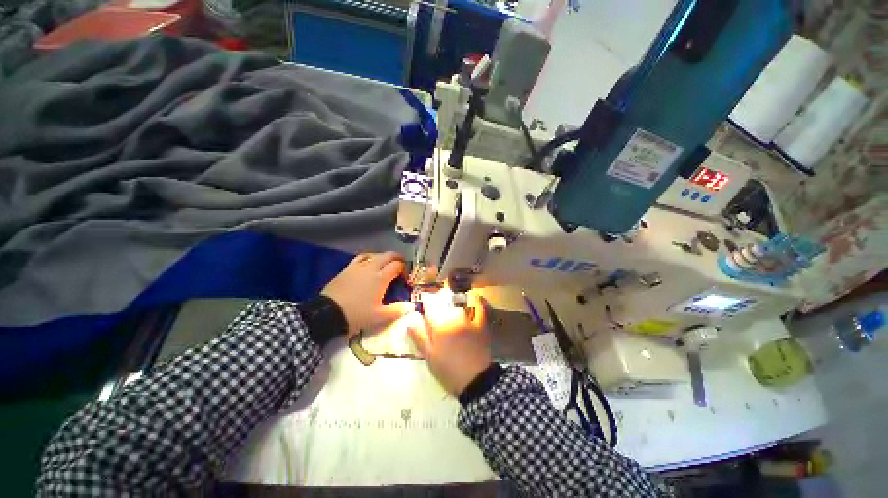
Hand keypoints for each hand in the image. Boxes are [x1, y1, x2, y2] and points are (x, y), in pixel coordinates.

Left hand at [322, 251, 412, 336]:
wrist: (327, 313)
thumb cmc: (356, 315)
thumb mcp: (379, 316)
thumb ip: (396, 310)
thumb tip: (411, 307)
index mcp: (381, 278)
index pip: (397, 266)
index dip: (404, 268)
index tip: (406, 276)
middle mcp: (371, 268)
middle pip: (388, 255)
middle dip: (397, 257)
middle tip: (401, 264)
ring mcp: (358, 266)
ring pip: (375, 254)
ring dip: (383, 257)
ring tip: (386, 263)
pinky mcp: (347, 269)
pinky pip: (361, 258)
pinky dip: (369, 258)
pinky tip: (369, 263)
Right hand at [407, 291, 491, 395]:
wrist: (477, 381)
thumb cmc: (449, 370)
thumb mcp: (430, 357)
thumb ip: (419, 336)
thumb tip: (411, 321)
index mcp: (440, 323)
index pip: (430, 302)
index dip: (425, 301)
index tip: (423, 306)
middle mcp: (454, 315)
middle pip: (444, 297)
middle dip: (439, 299)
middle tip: (436, 309)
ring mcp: (470, 317)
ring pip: (459, 300)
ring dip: (454, 300)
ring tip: (451, 306)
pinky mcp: (481, 323)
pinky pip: (479, 305)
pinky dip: (476, 300)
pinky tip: (472, 299)